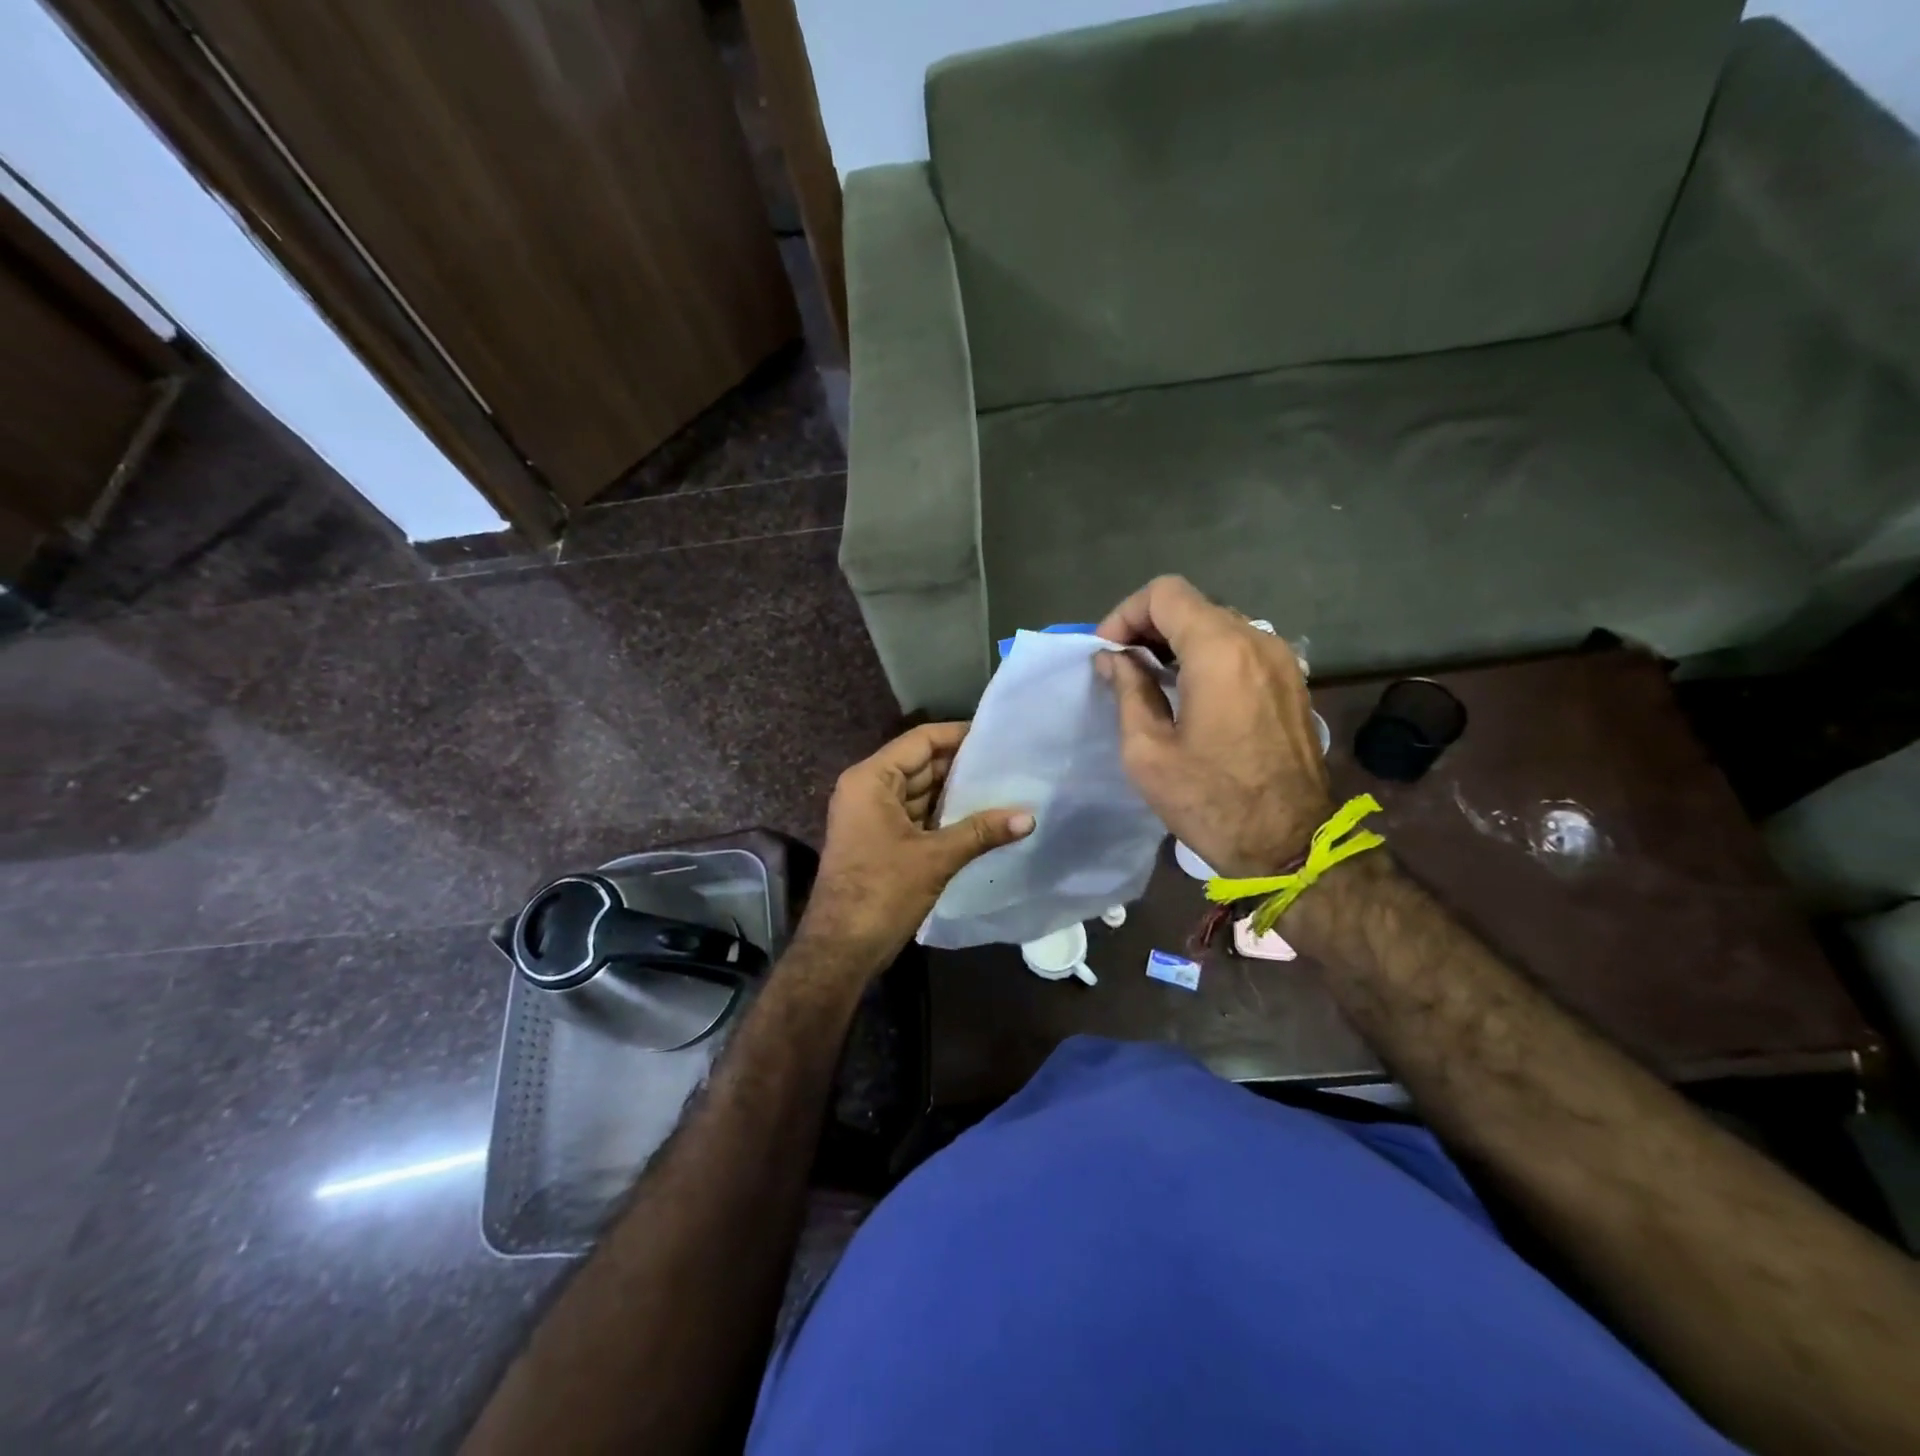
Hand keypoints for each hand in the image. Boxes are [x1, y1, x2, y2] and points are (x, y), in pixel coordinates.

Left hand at [796, 722, 1033, 975]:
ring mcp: (872, 815)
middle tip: (1008, 763)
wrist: (841, 949)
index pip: (920, 741)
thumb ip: (981, 832)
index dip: (958, 735)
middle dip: (962, 766)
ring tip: (1003, 787)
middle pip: (921, 764)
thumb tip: (1029, 817)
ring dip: (955, 793)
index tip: (996, 736)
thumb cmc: (881, 892)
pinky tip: (980, 818)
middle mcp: (868, 789)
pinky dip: (943, 815)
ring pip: (920, 792)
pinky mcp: (880, 839)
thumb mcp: (935, 858)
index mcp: (871, 779)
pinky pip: (916, 815)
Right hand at [1095, 575, 1331, 876]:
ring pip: (1218, 624)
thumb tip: (1113, 659)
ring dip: (1178, 641)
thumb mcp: (1148, 751)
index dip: (1126, 614)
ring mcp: (1281, 660)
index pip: (1165, 594)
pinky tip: (1188, 692)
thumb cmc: (1210, 801)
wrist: (1290, 844)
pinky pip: (1241, 648)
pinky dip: (1207, 655)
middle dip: (1148, 626)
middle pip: (1193, 605)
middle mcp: (1256, 641)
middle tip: (1120, 666)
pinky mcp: (1291, 681)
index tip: (1107, 652)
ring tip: (1150, 679)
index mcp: (1219, 651)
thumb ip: (1128, 691)